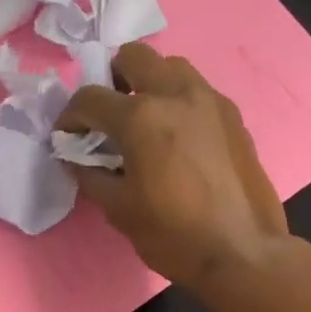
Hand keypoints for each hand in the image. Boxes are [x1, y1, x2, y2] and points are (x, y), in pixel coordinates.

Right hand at [59, 43, 290, 290]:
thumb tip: (76, 158)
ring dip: (150, 84)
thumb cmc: (173, 235)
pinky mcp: (234, 117)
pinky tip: (177, 138)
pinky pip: (198, 92)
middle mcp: (177, 94)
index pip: (90, 98)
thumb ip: (91, 175)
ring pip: (172, 67)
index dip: (70, 117)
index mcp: (142, 117)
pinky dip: (178, 102)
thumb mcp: (119, 210)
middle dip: (112, 80)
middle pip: (134, 58)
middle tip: (108, 117)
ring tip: (144, 122)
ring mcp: (211, 101)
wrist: (242, 253)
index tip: (68, 137)